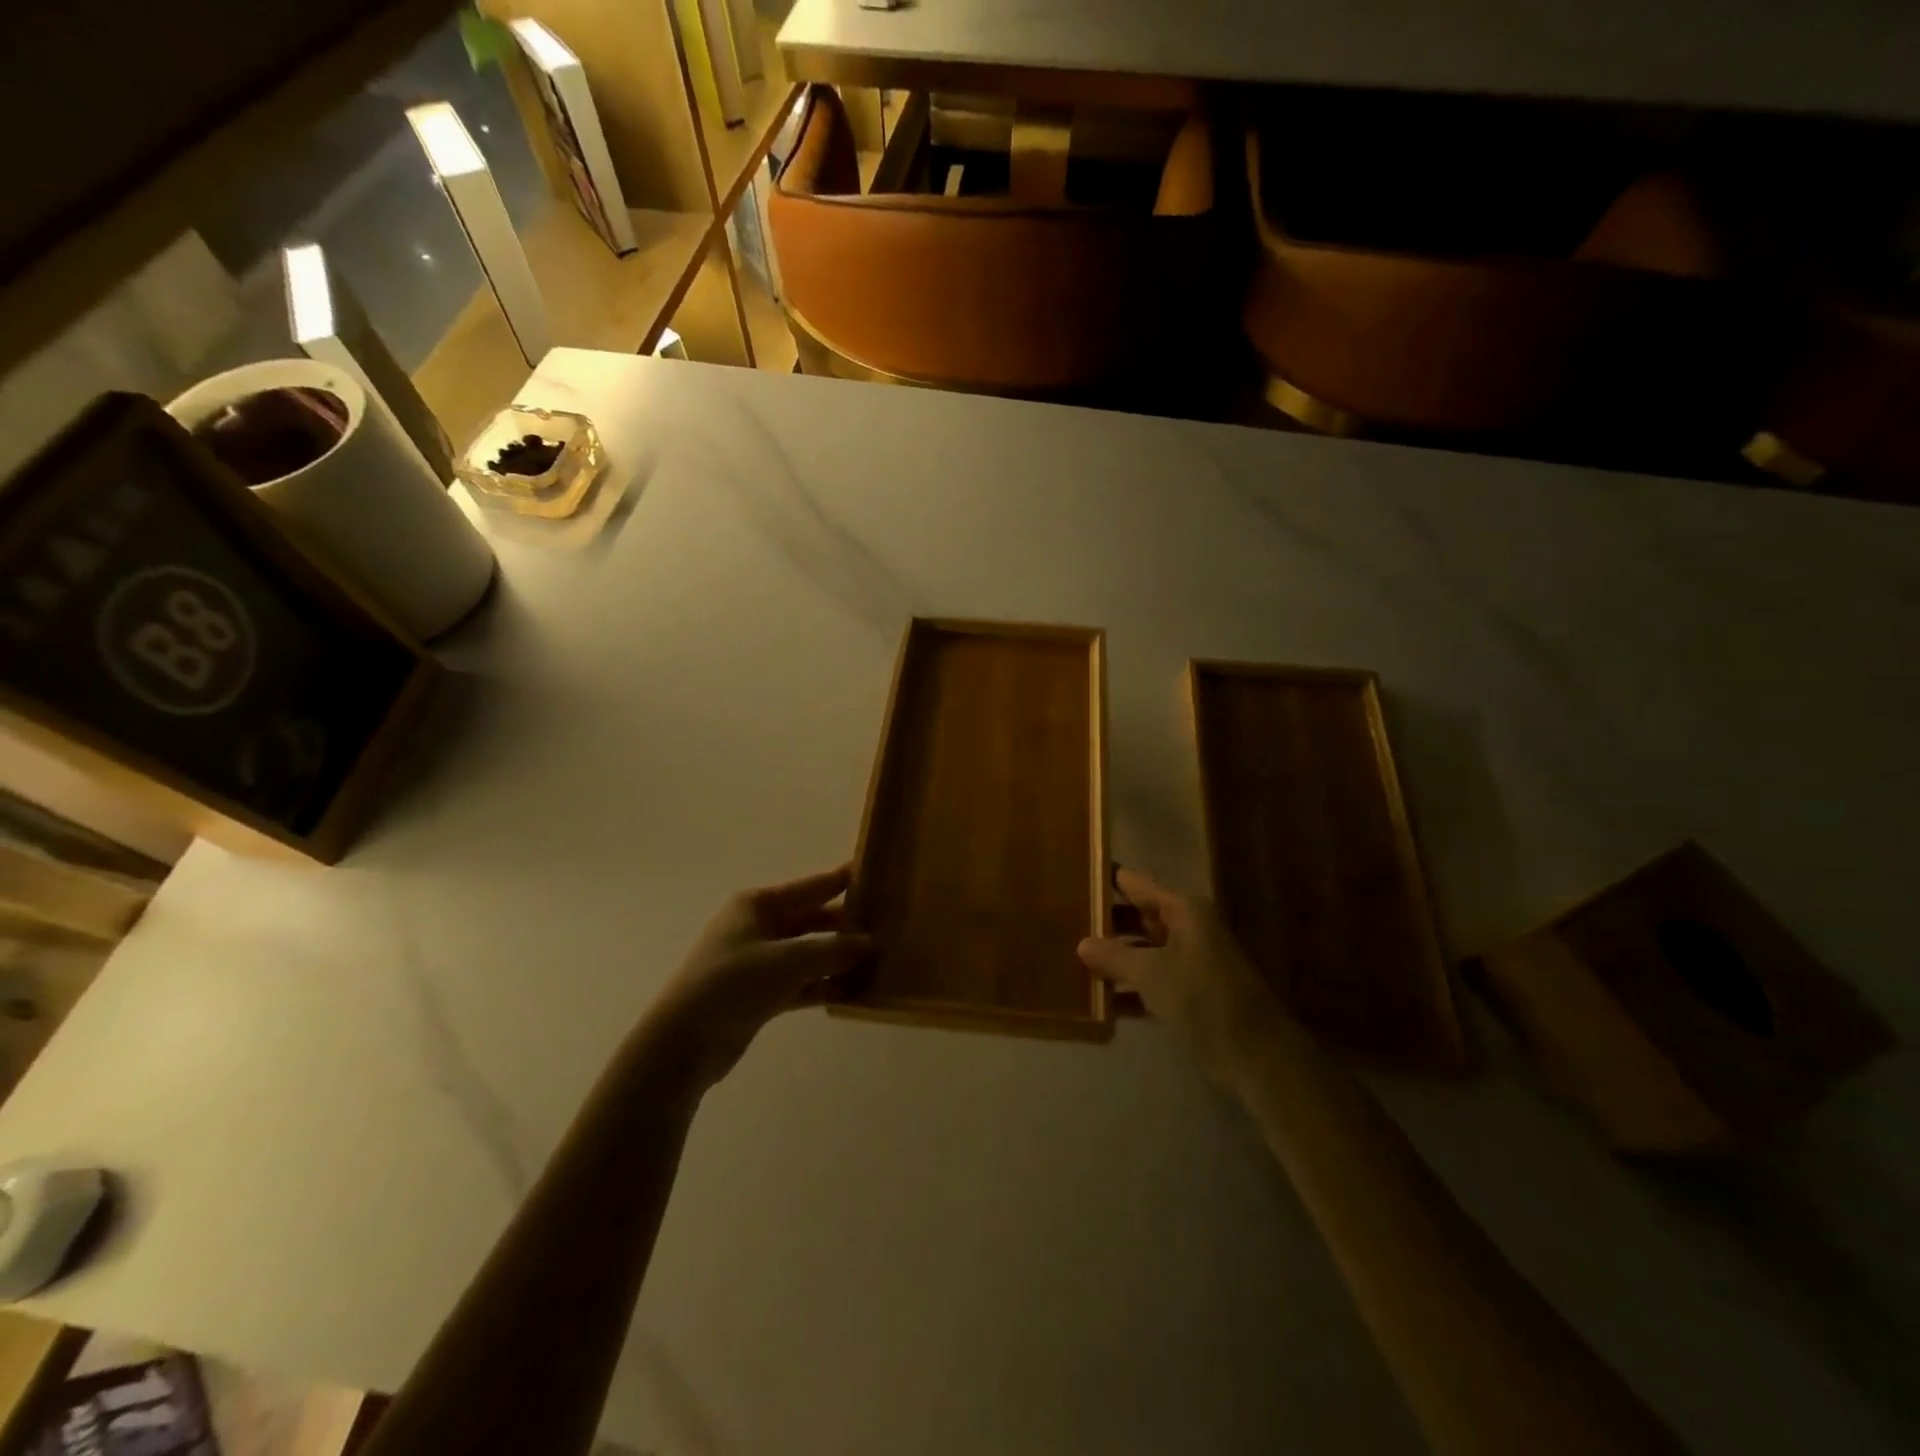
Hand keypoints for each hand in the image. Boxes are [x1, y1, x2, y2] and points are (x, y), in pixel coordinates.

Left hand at [648, 865, 872, 1090]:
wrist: (682, 1042)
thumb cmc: (733, 984)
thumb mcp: (788, 961)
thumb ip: (833, 951)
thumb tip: (872, 942)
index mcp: (758, 904)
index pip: (811, 886)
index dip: (842, 881)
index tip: (877, 874)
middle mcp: (757, 927)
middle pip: (811, 919)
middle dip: (845, 925)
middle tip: (887, 925)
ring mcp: (757, 961)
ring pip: (807, 953)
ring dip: (837, 958)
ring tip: (878, 960)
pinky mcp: (758, 994)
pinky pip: (800, 982)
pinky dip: (822, 985)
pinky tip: (852, 991)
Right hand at [1078, 867, 1283, 1083]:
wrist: (1253, 1052)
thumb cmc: (1201, 995)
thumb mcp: (1151, 972)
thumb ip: (1114, 956)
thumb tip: (1082, 943)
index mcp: (1184, 911)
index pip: (1137, 885)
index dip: (1108, 880)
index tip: (1076, 876)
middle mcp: (1188, 929)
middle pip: (1139, 917)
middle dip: (1106, 923)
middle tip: (1066, 921)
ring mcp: (1190, 961)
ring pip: (1144, 951)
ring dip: (1115, 958)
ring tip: (1073, 959)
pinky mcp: (1190, 992)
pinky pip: (1152, 980)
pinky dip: (1129, 988)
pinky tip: (1099, 1000)